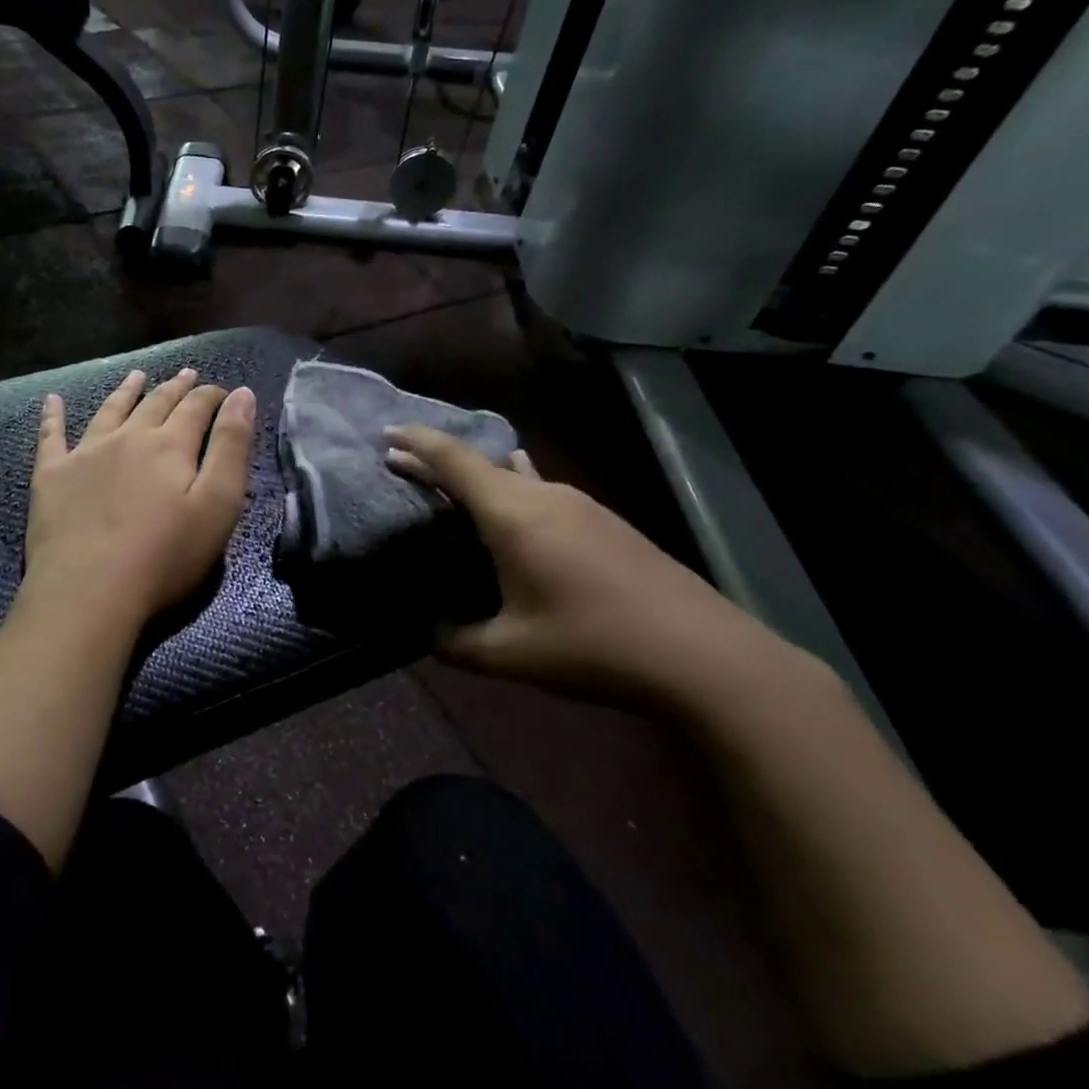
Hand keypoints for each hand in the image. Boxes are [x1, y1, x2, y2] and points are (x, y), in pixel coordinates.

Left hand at [25, 368, 257, 630]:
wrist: (89, 591)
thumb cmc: (165, 556)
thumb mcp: (218, 505)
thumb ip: (232, 447)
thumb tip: (242, 394)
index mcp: (169, 445)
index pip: (196, 408)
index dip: (212, 396)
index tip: (224, 391)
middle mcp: (127, 437)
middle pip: (155, 403)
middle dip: (176, 387)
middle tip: (187, 374)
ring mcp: (84, 453)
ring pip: (109, 410)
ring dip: (126, 391)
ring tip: (137, 376)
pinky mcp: (51, 475)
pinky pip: (51, 436)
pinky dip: (52, 416)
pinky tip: (52, 400)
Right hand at [386, 425, 795, 710]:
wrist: (704, 655)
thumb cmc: (594, 646)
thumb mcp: (509, 654)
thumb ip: (456, 642)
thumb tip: (428, 635)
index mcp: (513, 515)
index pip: (453, 460)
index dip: (416, 442)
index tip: (385, 434)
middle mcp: (544, 496)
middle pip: (481, 463)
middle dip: (438, 461)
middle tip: (404, 467)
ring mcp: (581, 504)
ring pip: (515, 474)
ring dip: (478, 476)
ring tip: (452, 491)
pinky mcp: (605, 521)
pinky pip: (541, 490)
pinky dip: (510, 492)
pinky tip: (513, 518)